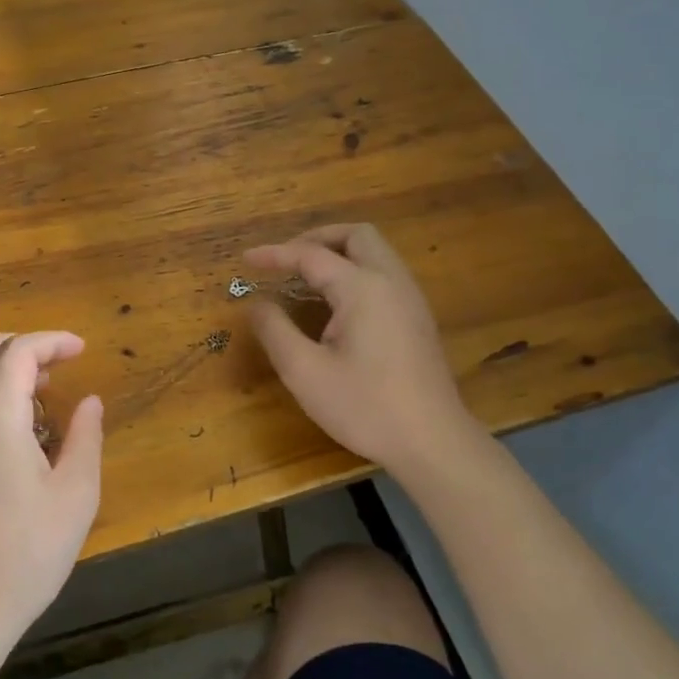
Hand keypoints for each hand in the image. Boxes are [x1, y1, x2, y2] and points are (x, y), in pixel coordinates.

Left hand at [0, 331, 103, 643]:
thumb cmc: (28, 552)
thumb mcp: (76, 495)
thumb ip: (85, 437)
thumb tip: (89, 402)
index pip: (17, 352)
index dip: (52, 341)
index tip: (81, 350)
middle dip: (15, 343)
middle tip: (53, 363)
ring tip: (38, 392)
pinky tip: (13, 427)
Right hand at [245, 224, 480, 477]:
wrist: (433, 442)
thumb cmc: (365, 407)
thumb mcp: (305, 372)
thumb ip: (275, 331)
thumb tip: (257, 304)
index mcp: (363, 288)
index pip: (311, 255)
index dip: (275, 254)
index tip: (245, 260)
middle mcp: (391, 281)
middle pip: (356, 235)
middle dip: (316, 238)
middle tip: (287, 260)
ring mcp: (410, 299)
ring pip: (375, 252)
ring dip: (339, 253)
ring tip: (306, 278)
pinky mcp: (417, 319)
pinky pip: (384, 274)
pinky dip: (355, 271)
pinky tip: (336, 303)